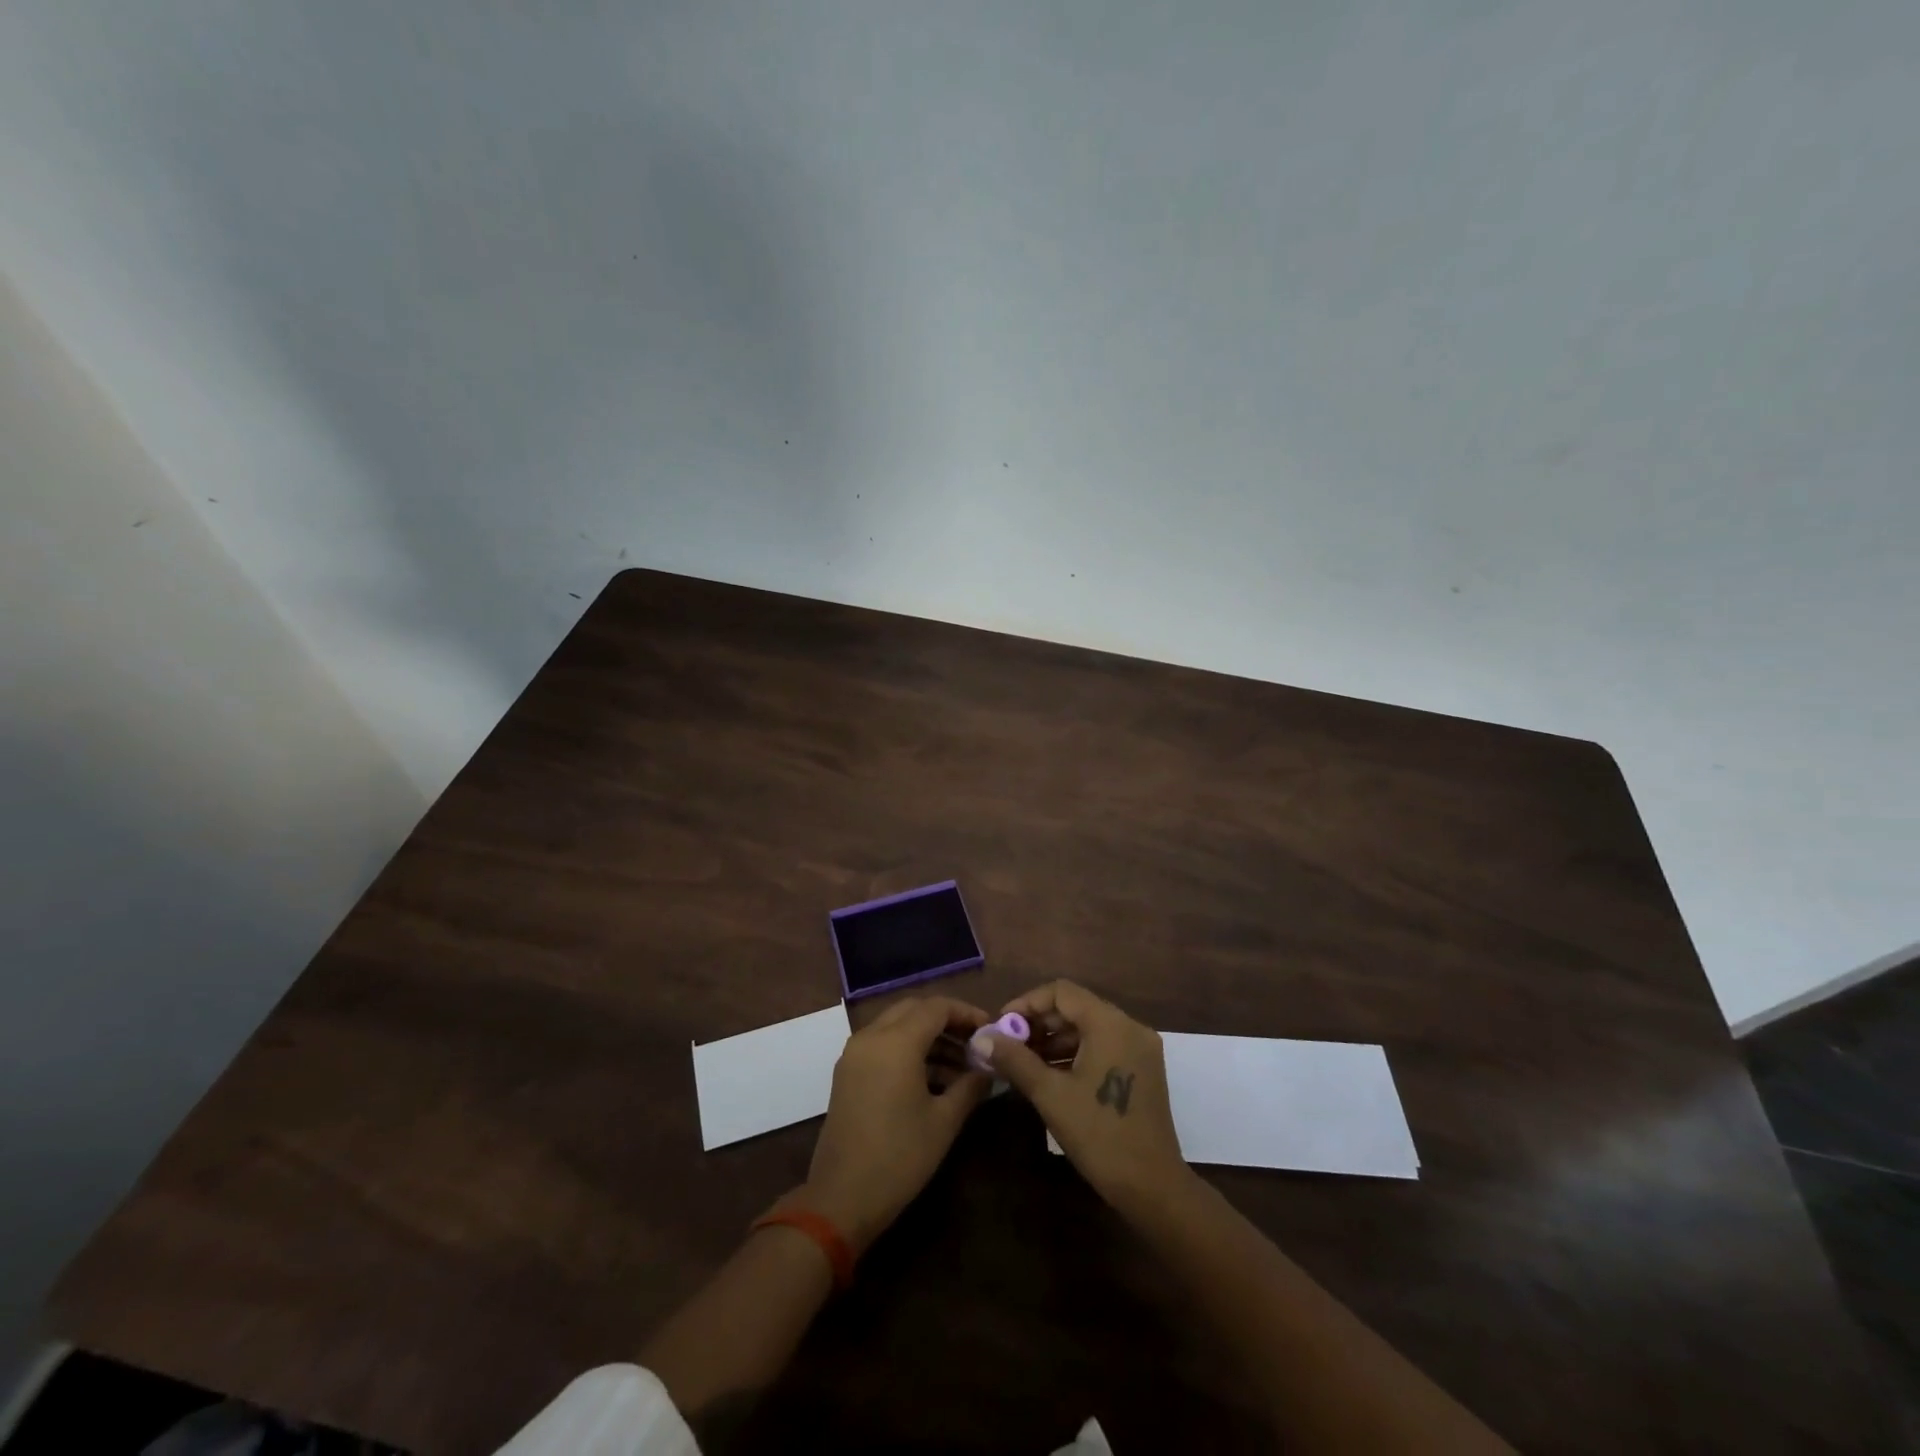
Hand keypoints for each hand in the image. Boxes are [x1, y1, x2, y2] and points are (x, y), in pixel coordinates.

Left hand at [796, 996, 991, 1253]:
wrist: (841, 1199)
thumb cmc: (900, 1157)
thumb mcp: (944, 1121)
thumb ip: (970, 1086)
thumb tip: (989, 1069)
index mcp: (896, 1042)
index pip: (937, 1007)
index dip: (967, 1013)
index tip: (990, 1030)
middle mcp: (872, 1036)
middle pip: (914, 1009)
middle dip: (947, 1020)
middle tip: (975, 1042)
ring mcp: (855, 1053)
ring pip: (897, 1025)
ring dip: (928, 1036)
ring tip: (961, 1065)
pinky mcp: (847, 1072)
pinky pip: (882, 1044)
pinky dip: (908, 1049)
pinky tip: (933, 1077)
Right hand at [979, 980, 1192, 1216]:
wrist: (1152, 1187)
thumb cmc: (1099, 1135)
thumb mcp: (1050, 1095)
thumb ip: (1015, 1059)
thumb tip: (982, 1038)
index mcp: (1110, 1024)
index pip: (1061, 992)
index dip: (1027, 1004)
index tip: (1002, 1026)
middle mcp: (1129, 1026)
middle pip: (1076, 1007)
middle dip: (1039, 1023)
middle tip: (1008, 1045)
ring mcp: (1140, 1048)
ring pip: (1088, 1028)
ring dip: (1055, 1039)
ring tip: (1023, 1062)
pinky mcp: (1142, 1069)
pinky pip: (1102, 1046)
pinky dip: (1075, 1053)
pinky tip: (1050, 1074)